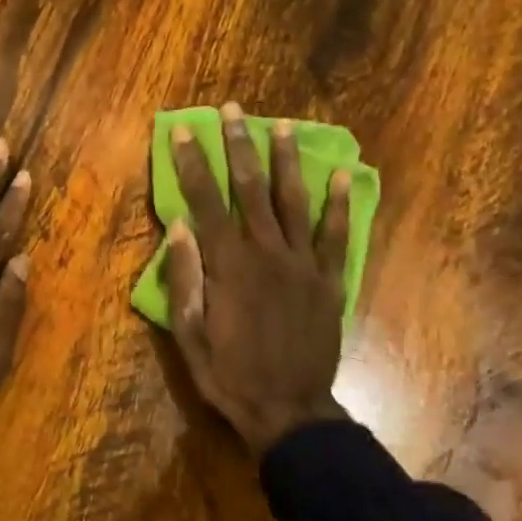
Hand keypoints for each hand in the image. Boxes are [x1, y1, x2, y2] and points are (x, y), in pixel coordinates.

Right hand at [166, 102, 351, 454]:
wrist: (287, 409)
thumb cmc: (228, 374)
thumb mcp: (189, 333)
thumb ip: (185, 277)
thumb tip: (179, 226)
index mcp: (227, 266)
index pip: (205, 202)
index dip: (193, 164)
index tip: (185, 132)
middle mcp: (266, 253)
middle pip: (250, 189)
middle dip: (238, 146)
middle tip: (232, 111)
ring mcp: (303, 265)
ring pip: (293, 201)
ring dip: (286, 161)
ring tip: (281, 127)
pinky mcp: (330, 281)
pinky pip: (336, 235)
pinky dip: (339, 205)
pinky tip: (342, 176)